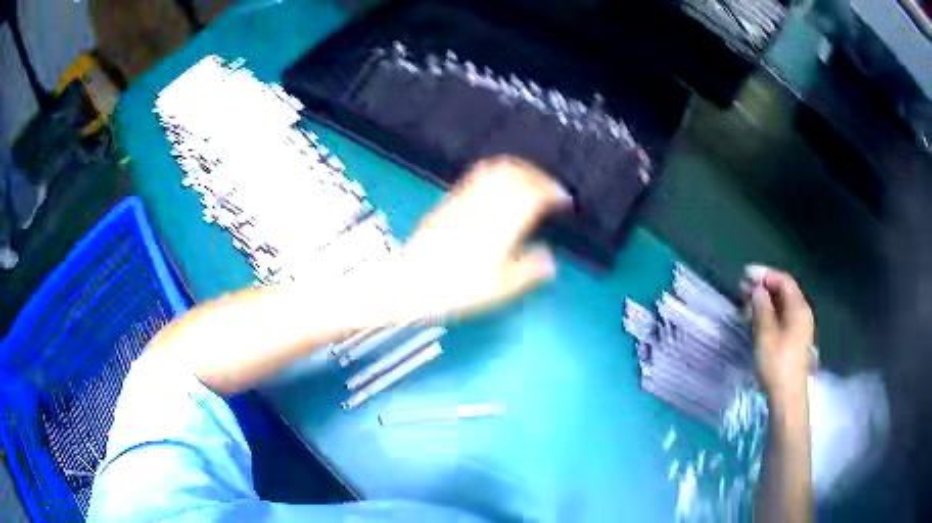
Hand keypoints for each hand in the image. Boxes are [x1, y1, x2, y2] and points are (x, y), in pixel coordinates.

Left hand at [399, 155, 570, 321]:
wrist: (409, 283)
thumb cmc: (456, 289)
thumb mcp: (498, 289)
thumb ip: (528, 271)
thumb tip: (551, 260)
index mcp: (502, 223)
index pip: (534, 194)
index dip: (553, 192)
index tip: (565, 201)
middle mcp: (485, 202)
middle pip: (517, 173)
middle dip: (540, 176)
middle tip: (552, 189)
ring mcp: (465, 197)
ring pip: (497, 168)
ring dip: (519, 169)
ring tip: (530, 181)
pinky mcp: (449, 199)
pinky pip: (478, 174)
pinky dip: (497, 171)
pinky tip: (500, 185)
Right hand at [742, 265, 814, 408]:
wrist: (787, 397)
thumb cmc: (777, 363)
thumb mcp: (766, 333)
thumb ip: (762, 307)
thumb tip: (758, 289)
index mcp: (798, 307)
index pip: (783, 280)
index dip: (765, 274)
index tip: (745, 275)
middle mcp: (802, 313)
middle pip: (783, 292)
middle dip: (763, 288)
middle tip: (742, 289)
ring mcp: (799, 328)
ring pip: (782, 307)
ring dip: (764, 302)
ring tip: (745, 305)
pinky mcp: (794, 342)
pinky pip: (782, 319)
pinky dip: (769, 315)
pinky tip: (756, 321)